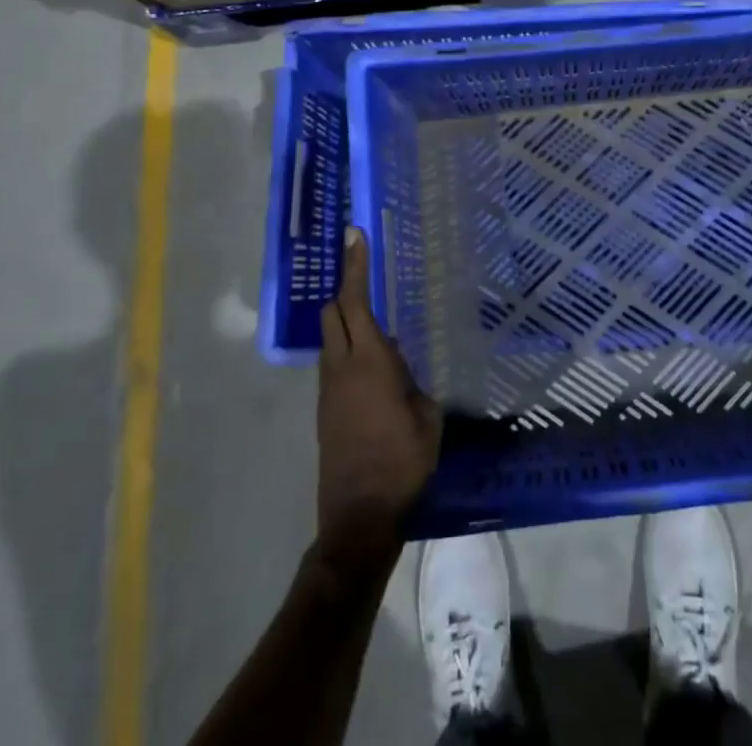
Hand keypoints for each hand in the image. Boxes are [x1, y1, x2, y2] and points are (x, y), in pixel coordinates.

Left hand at [315, 226, 440, 569]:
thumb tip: (410, 363)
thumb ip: (417, 381)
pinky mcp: (324, 409)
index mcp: (370, 362)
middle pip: (333, 312)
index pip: (356, 302)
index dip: (355, 266)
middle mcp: (341, 367)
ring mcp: (328, 389)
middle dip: (346, 287)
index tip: (354, 235)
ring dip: (346, 319)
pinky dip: (347, 347)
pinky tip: (372, 362)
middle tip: (365, 269)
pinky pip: (333, 362)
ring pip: (330, 337)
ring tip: (375, 318)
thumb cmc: (402, 463)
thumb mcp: (427, 417)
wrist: (358, 517)